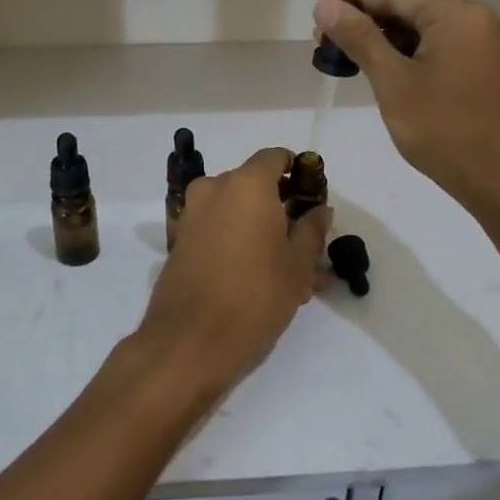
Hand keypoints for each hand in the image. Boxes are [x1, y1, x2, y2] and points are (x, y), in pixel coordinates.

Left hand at [131, 148, 331, 406]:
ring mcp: (192, 215)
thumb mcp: (298, 265)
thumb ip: (312, 230)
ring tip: (291, 275)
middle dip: (282, 210)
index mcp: (246, 184)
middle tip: (307, 246)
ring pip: (237, 213)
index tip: (313, 199)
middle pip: (255, 186)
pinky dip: (240, 244)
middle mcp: (214, 189)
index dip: (298, 173)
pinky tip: (261, 280)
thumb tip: (319, 209)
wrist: (189, 342)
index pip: (275, 157)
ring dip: (263, 232)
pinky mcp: (180, 242)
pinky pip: (218, 231)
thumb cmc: (255, 296)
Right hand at [314, 0, 499, 214]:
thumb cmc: (443, 130)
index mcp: (457, 14)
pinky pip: (437, 45)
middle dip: (366, 20)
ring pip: (422, 26)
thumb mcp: (393, 82)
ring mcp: (482, 42)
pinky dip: (406, 53)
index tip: (318, 19)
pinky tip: (380, 69)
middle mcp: (475, 18)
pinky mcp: (481, 65)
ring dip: (384, 38)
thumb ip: (360, 38)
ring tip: (347, 58)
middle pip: (410, 5)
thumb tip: (326, 5)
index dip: (353, 0)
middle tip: (326, 43)